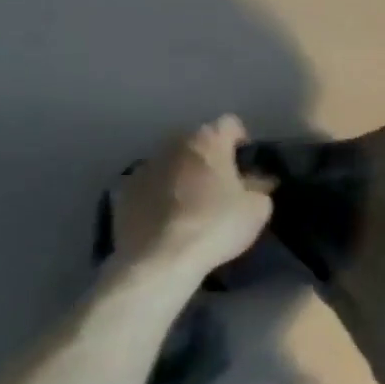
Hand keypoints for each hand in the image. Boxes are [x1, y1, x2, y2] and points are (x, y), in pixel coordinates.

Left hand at [114, 117, 273, 275]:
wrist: (159, 260)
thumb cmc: (216, 225)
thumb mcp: (257, 209)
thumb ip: (260, 188)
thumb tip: (259, 181)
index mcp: (208, 141)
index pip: (230, 124)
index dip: (242, 142)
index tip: (247, 165)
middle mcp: (173, 144)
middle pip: (197, 142)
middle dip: (210, 157)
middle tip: (222, 185)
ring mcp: (144, 167)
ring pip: (172, 162)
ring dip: (183, 174)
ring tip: (193, 204)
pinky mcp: (123, 193)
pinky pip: (150, 186)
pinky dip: (160, 195)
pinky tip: (168, 219)